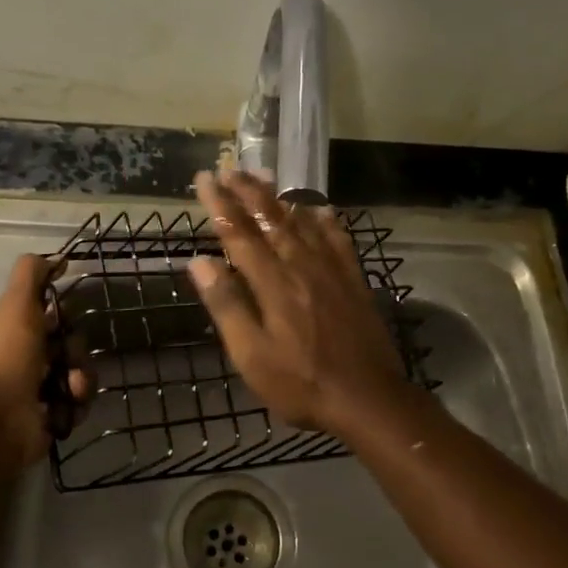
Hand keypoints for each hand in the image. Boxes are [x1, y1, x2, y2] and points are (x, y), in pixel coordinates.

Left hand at [0, 254, 87, 467]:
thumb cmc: (5, 357)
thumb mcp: (16, 304)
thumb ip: (31, 276)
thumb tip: (55, 258)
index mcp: (12, 332)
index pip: (48, 317)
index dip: (61, 315)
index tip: (66, 316)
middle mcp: (23, 360)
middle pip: (68, 346)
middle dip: (75, 350)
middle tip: (67, 357)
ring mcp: (37, 392)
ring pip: (78, 375)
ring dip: (80, 379)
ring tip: (70, 388)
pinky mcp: (50, 419)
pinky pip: (77, 405)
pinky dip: (74, 405)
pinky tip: (63, 408)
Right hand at [188, 169, 410, 435]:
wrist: (368, 398)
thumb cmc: (301, 383)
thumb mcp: (251, 355)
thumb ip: (227, 305)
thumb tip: (199, 262)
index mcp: (273, 283)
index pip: (239, 233)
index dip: (220, 205)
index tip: (205, 179)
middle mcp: (302, 266)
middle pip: (271, 219)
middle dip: (248, 192)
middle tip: (229, 169)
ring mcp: (332, 271)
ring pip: (303, 222)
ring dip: (280, 198)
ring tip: (263, 177)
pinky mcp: (354, 281)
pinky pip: (338, 239)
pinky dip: (325, 220)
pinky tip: (320, 210)